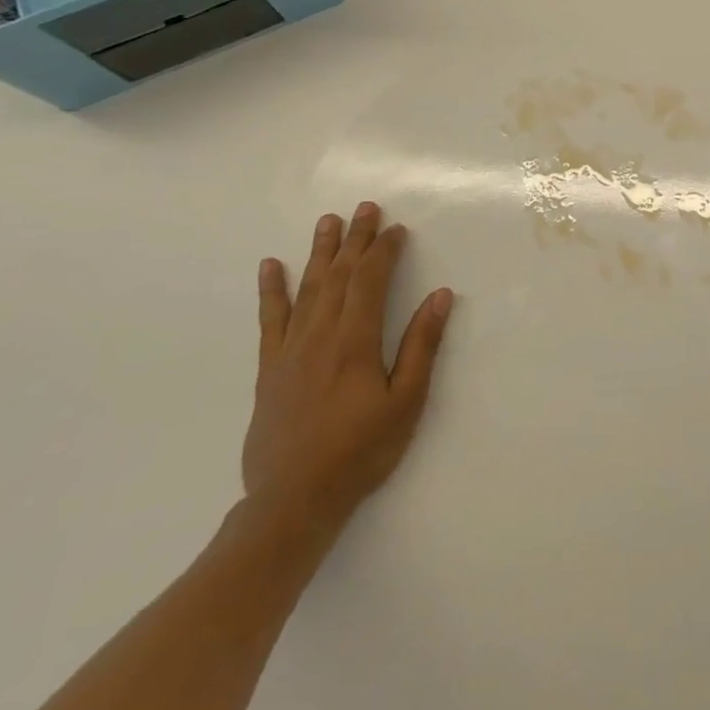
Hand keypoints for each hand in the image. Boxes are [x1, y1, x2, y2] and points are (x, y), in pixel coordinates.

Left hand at [242, 201, 454, 535]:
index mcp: (354, 341)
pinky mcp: (269, 369)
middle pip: (338, 275)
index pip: (369, 281)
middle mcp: (319, 335)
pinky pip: (269, 320)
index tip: (396, 229)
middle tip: (366, 208)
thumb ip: (422, 345)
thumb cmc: (361, 451)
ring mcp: (289, 351)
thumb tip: (440, 295)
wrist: (292, 501)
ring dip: (319, 252)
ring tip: (327, 221)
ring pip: (306, 288)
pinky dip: (271, 290)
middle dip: (354, 239)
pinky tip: (270, 267)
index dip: (383, 251)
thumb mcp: (406, 401)